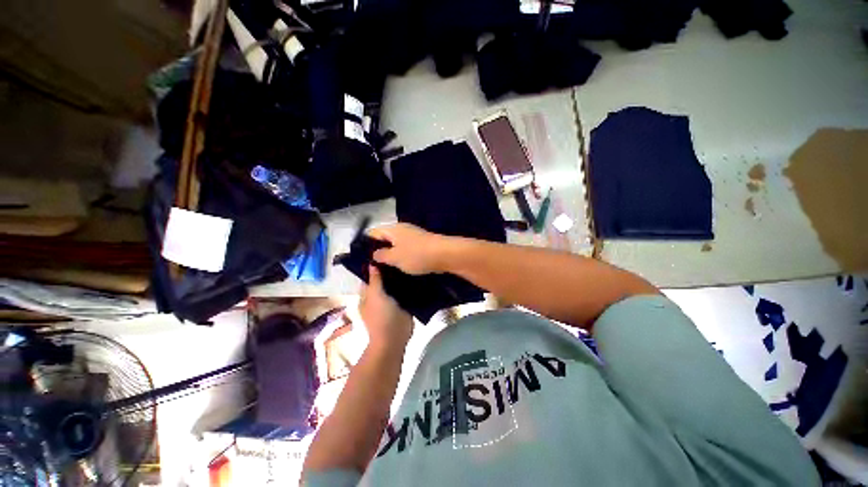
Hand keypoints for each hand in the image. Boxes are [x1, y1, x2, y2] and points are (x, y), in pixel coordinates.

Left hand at [359, 265, 412, 350]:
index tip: (386, 254)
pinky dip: (407, 286)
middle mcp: (377, 297)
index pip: (370, 277)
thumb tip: (371, 264)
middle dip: (390, 271)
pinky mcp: (402, 306)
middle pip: (383, 280)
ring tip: (409, 264)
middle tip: (401, 257)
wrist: (395, 338)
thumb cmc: (381, 316)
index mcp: (367, 295)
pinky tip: (415, 276)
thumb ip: (375, 280)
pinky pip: (404, 293)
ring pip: (394, 286)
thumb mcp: (375, 295)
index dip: (376, 267)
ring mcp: (390, 302)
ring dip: (400, 278)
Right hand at [367, 223, 454, 274]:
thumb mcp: (395, 257)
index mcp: (393, 229)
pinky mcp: (421, 243)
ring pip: (396, 244)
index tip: (361, 258)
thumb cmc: (417, 255)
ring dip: (391, 255)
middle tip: (373, 266)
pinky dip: (401, 256)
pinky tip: (399, 266)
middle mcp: (402, 229)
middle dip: (378, 251)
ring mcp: (413, 235)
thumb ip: (381, 255)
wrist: (445, 254)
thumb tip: (374, 253)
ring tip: (384, 268)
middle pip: (385, 238)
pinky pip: (406, 248)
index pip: (373, 233)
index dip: (365, 244)